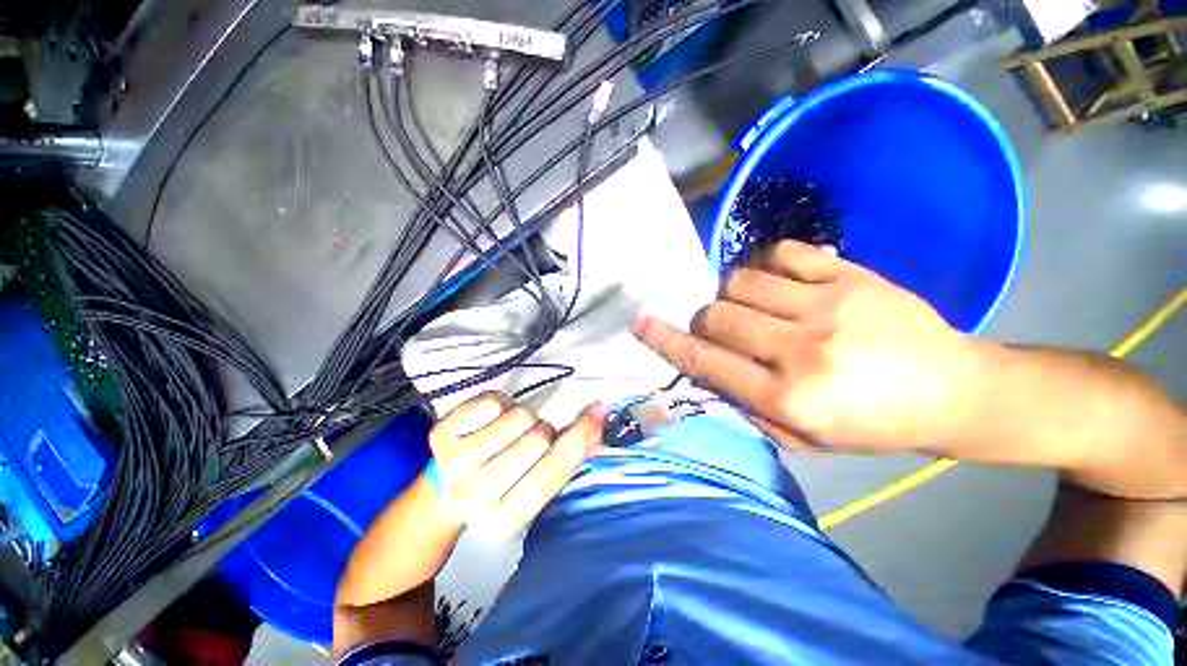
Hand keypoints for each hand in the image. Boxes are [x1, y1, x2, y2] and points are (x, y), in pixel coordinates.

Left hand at [429, 392, 605, 536]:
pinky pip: (493, 401)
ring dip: (524, 417)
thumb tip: (602, 424)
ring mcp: (453, 464)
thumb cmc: (501, 485)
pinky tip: (489, 421)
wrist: (445, 490)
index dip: (581, 437)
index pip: (553, 471)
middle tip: (531, 439)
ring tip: (510, 432)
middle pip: (540, 438)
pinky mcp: (440, 434)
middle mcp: (476, 496)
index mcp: (505, 519)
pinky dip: (501, 403)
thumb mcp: (535, 484)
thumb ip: (570, 457)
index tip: (598, 410)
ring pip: (520, 417)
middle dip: (544, 431)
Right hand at [632, 240, 977, 453]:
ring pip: (740, 281)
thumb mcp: (802, 439)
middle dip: (706, 321)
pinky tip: (780, 282)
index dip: (665, 340)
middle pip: (716, 315)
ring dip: (733, 295)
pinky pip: (782, 253)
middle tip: (723, 329)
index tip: (639, 323)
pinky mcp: (851, 276)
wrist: (953, 390)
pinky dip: (767, 265)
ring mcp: (826, 306)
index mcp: (787, 398)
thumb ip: (745, 404)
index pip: (705, 360)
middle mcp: (799, 350)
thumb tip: (706, 368)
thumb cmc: (871, 425)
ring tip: (754, 308)